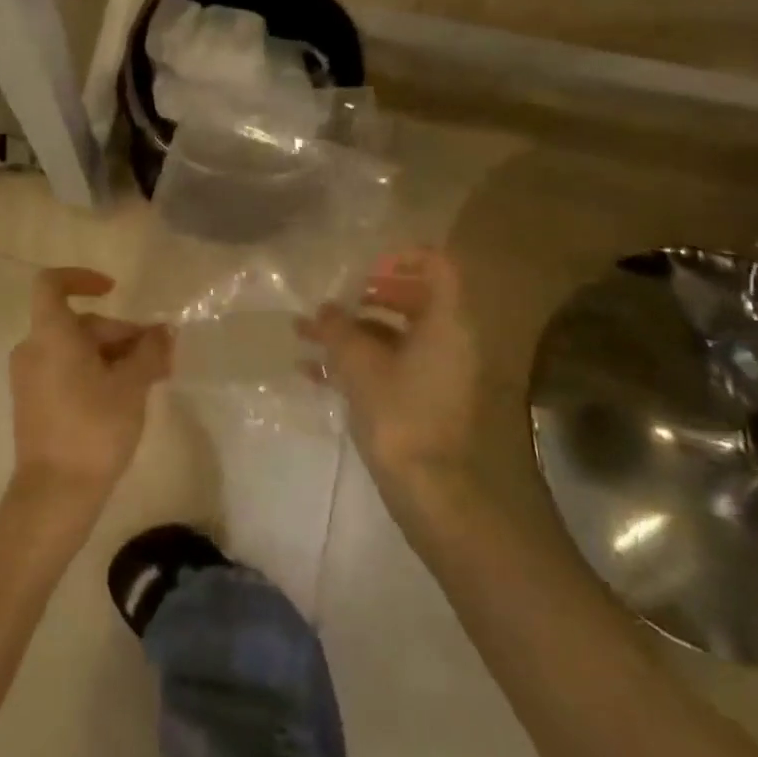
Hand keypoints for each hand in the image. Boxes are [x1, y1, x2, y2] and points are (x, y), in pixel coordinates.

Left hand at [10, 268, 172, 504]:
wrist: (55, 496)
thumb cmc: (94, 428)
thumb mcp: (132, 385)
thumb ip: (150, 350)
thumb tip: (164, 331)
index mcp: (50, 336)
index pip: (51, 284)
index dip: (81, 278)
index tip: (114, 290)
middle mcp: (33, 350)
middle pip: (79, 323)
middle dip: (120, 332)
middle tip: (159, 354)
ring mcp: (30, 379)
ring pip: (76, 349)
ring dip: (113, 355)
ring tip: (152, 377)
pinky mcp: (34, 404)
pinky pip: (66, 371)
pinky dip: (96, 372)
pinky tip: (127, 394)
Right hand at [299, 248, 480, 494]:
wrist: (440, 498)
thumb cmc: (403, 417)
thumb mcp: (360, 366)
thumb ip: (338, 330)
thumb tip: (324, 310)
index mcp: (447, 321)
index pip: (437, 265)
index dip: (402, 258)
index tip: (366, 268)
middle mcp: (451, 341)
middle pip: (413, 300)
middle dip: (366, 298)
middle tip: (333, 302)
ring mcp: (442, 375)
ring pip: (397, 338)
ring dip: (354, 334)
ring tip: (306, 337)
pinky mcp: (429, 405)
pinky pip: (394, 368)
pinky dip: (360, 365)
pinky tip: (315, 375)